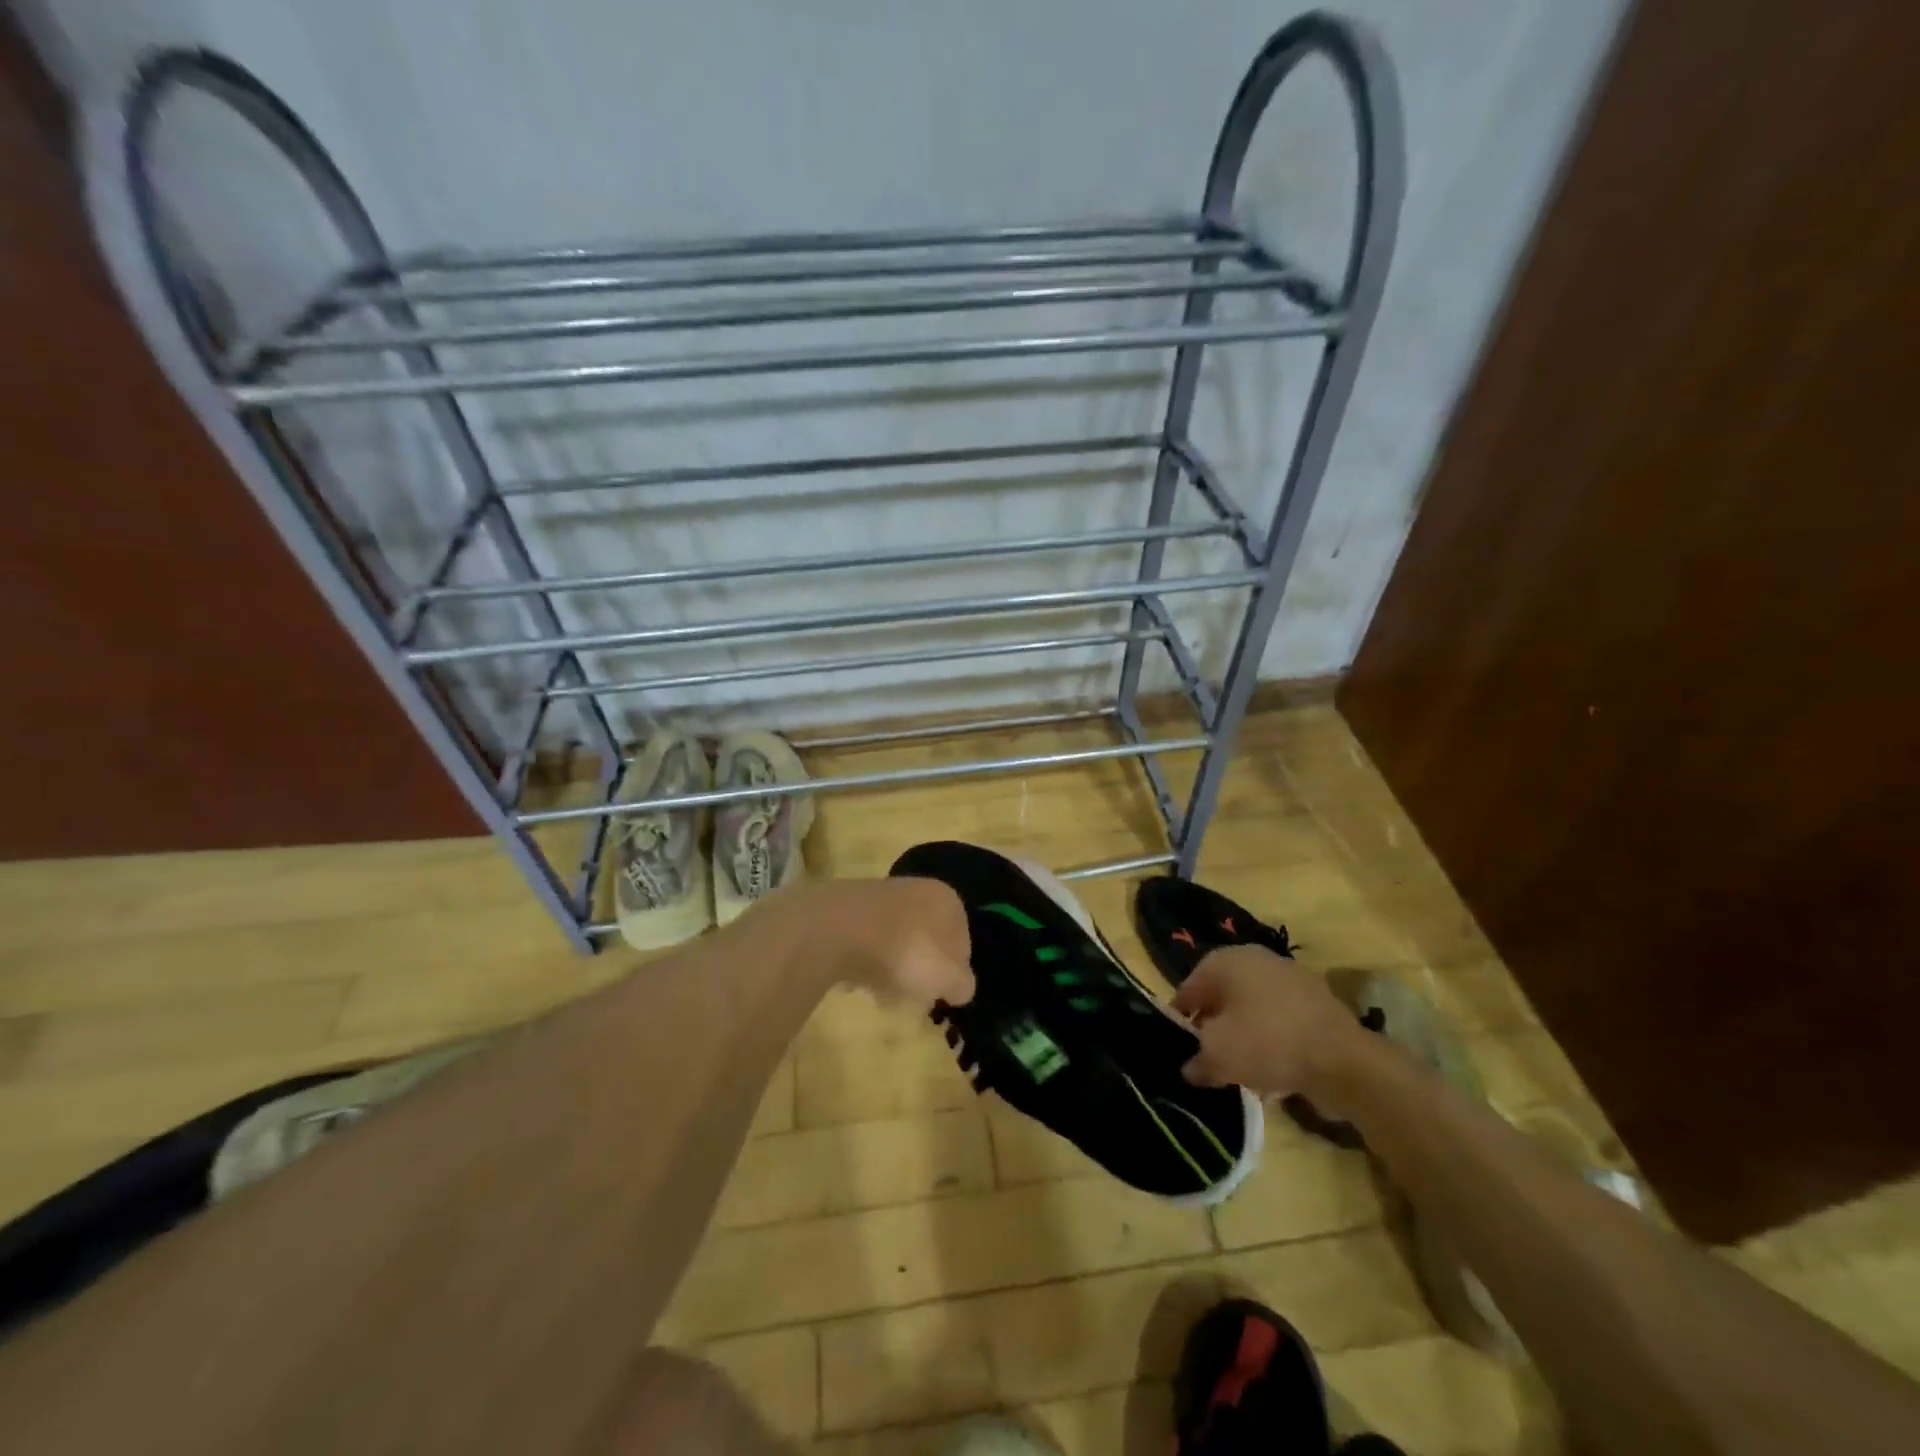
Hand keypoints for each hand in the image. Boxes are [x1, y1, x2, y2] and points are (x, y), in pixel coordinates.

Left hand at [764, 878, 973, 1007]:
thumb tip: (959, 988)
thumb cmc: (906, 951)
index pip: (962, 939)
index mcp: (947, 899)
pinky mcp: (847, 910)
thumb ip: (962, 984)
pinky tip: (858, 984)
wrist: (838, 929)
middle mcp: (916, 889)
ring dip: (893, 970)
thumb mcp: (948, 978)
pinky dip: (866, 964)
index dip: (955, 971)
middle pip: (927, 939)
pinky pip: (866, 943)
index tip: (943, 996)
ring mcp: (879, 897)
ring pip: (896, 941)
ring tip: (884, 996)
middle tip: (914, 998)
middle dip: (921, 970)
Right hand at [1170, 945, 1370, 1099]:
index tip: (1180, 1046)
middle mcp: (1257, 960)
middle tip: (1208, 1057)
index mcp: (1226, 960)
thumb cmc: (1266, 1042)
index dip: (1181, 1018)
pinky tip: (1272, 1072)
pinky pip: (1280, 1021)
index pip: (1190, 986)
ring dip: (1244, 1035)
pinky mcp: (1317, 1003)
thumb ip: (1196, 1061)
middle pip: (1223, 995)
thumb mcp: (1218, 1056)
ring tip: (1240, 1069)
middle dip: (1214, 1026)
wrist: (1343, 1060)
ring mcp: (1291, 979)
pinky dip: (1272, 1041)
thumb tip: (1190, 1069)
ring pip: (1253, 1009)